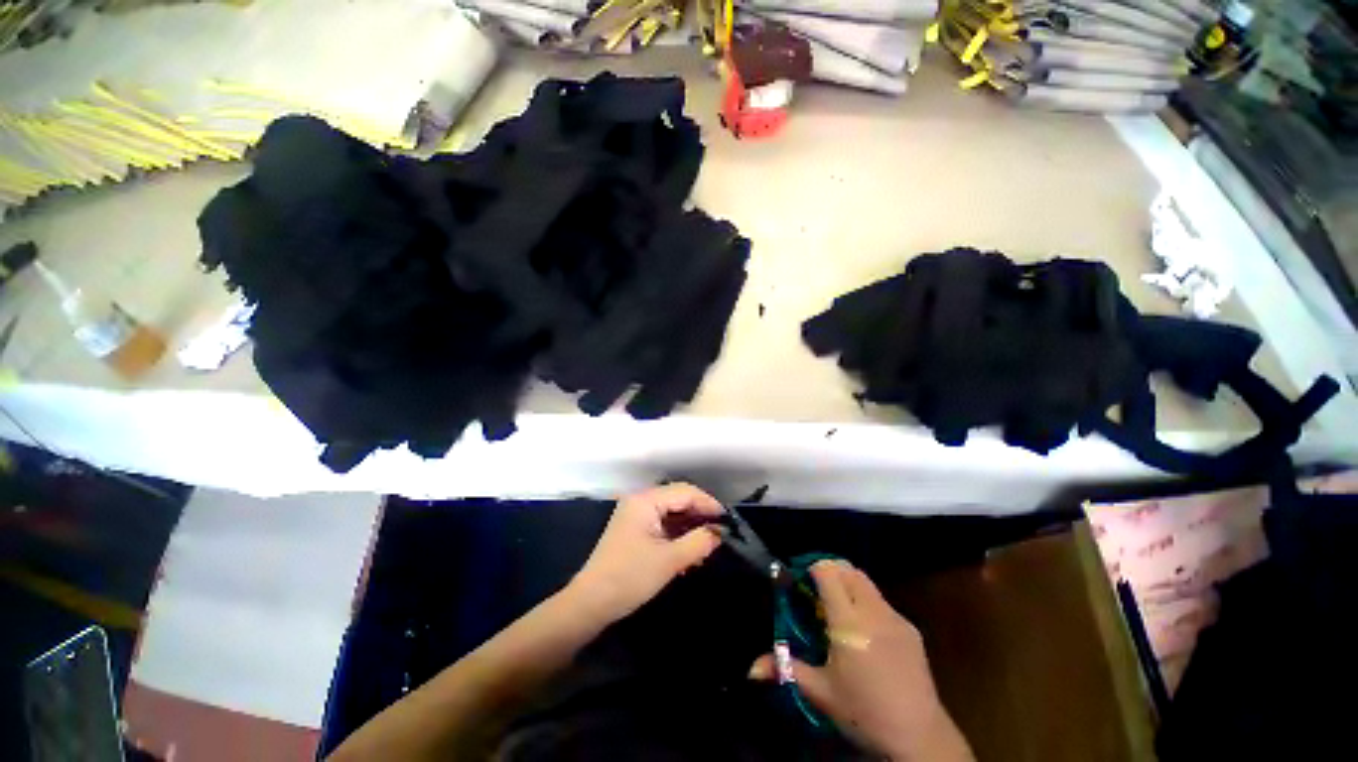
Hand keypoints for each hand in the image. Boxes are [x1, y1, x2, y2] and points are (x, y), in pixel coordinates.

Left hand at [567, 483, 723, 622]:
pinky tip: (692, 550)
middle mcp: (641, 501)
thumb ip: (698, 542)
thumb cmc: (629, 577)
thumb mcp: (669, 560)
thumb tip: (720, 533)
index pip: (685, 491)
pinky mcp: (636, 529)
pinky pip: (664, 524)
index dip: (708, 503)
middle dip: (700, 515)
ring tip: (709, 544)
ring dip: (691, 526)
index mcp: (646, 500)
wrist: (591, 603)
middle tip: (721, 533)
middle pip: (679, 499)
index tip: (728, 520)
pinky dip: (679, 534)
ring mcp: (637, 515)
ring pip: (673, 512)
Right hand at [749, 560, 971, 761]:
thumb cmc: (864, 712)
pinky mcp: (910, 629)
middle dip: (829, 570)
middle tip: (815, 591)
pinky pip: (881, 601)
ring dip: (847, 582)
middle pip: (848, 569)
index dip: (812, 568)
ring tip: (837, 608)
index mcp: (848, 622)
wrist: (920, 736)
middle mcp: (872, 611)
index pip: (828, 572)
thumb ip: (786, 669)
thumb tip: (752, 668)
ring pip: (866, 582)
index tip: (800, 581)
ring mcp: (895, 617)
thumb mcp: (820, 692)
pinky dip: (865, 601)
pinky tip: (864, 631)